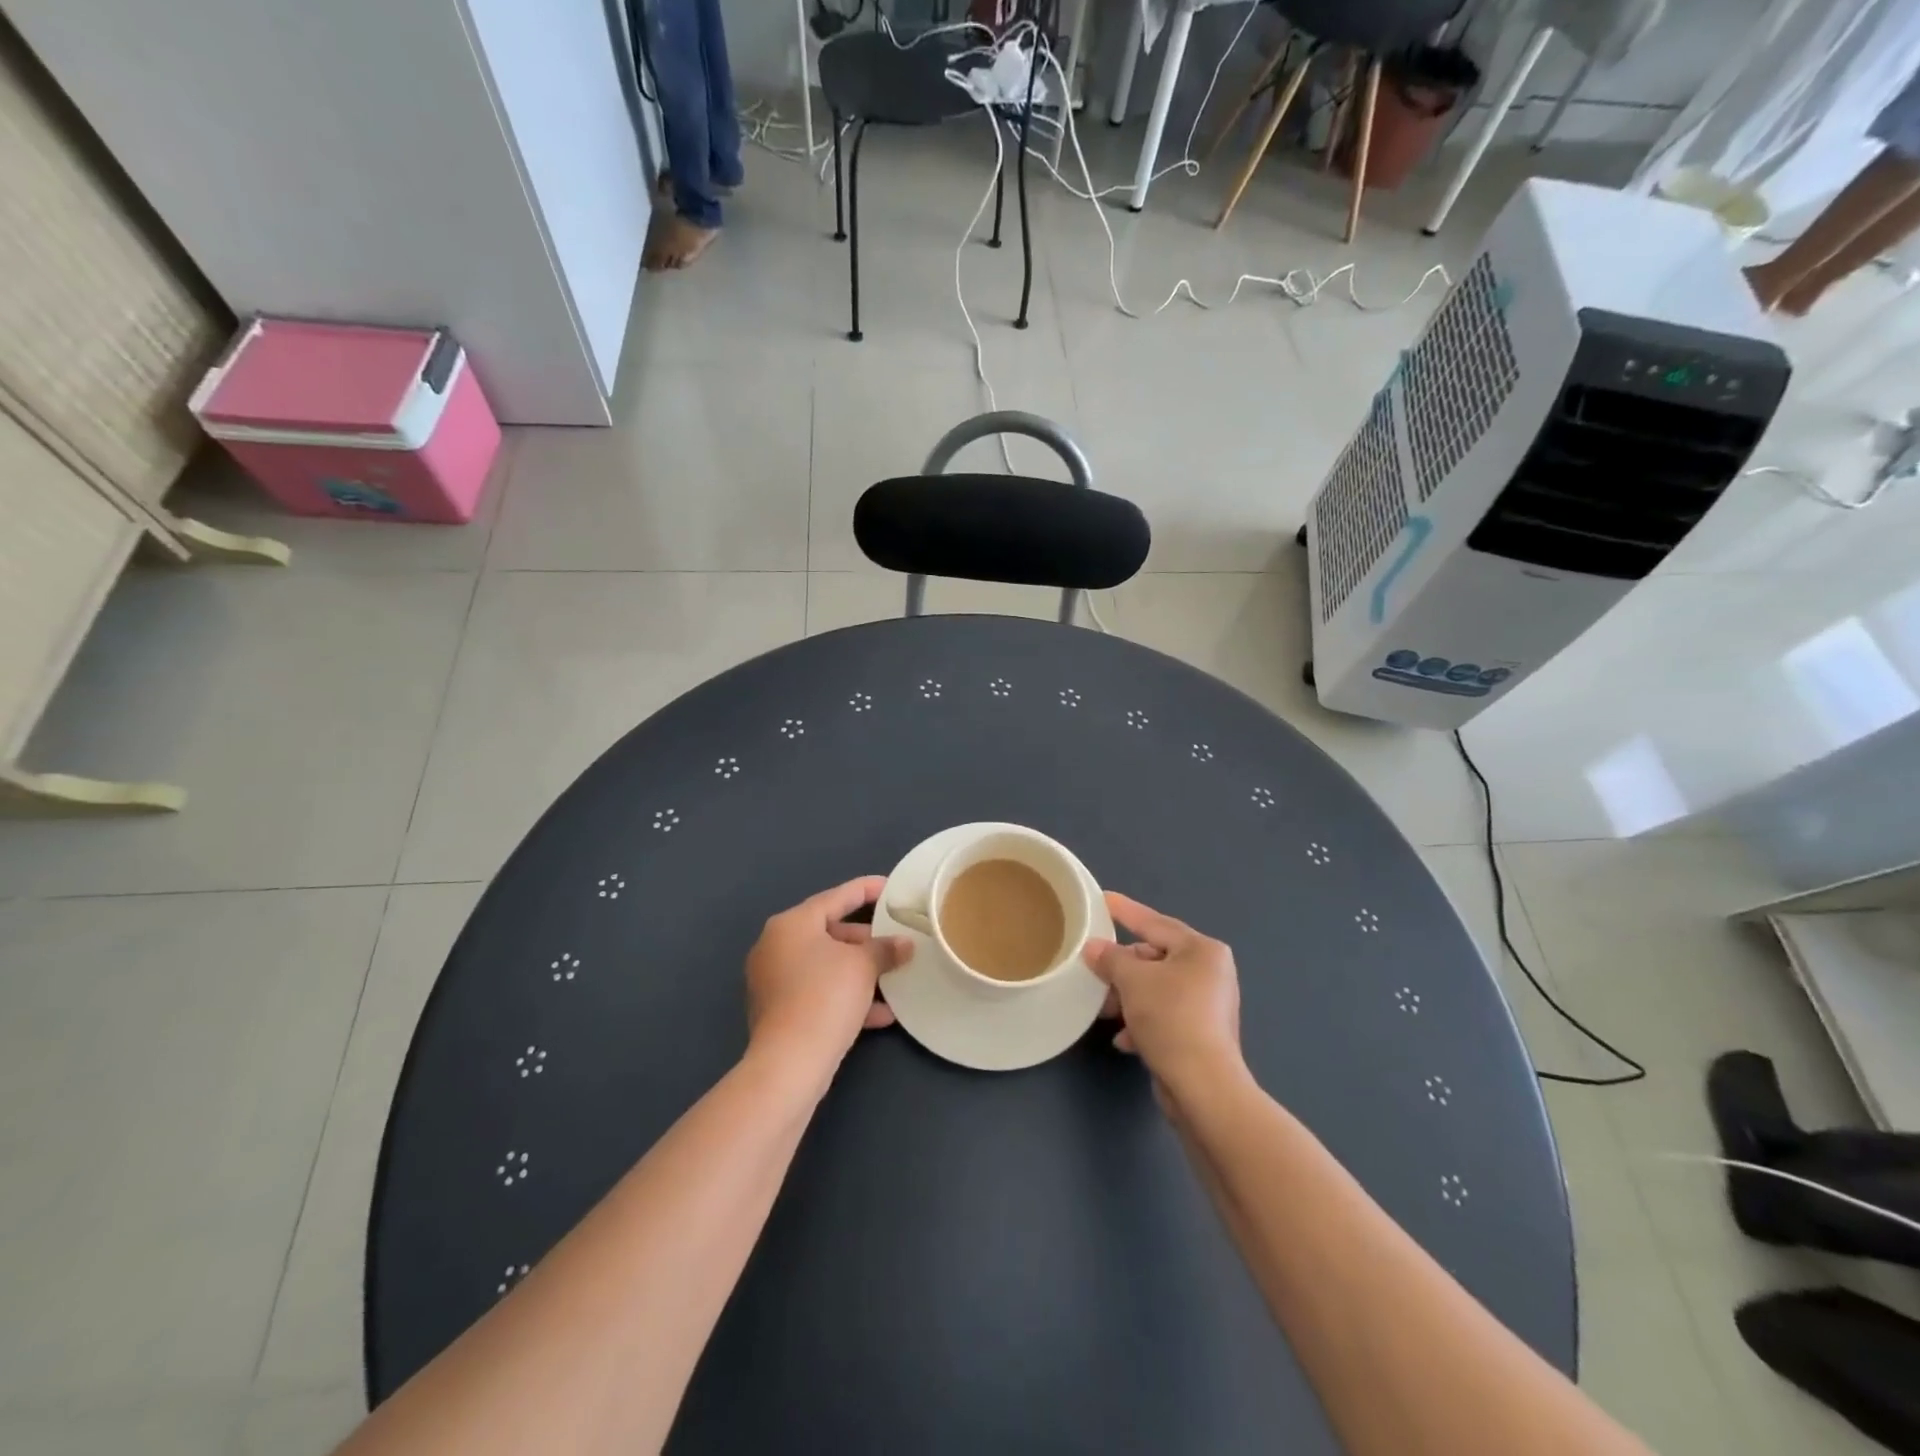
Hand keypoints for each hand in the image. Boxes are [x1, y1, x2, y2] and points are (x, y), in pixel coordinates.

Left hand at [746, 876, 912, 1080]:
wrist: (790, 1064)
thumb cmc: (825, 997)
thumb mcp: (863, 966)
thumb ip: (885, 949)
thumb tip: (904, 944)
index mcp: (792, 924)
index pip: (836, 897)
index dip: (867, 890)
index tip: (891, 887)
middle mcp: (776, 946)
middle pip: (830, 932)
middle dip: (867, 940)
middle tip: (896, 941)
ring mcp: (773, 980)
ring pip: (826, 965)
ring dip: (860, 971)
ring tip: (893, 977)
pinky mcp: (778, 1011)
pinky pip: (818, 992)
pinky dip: (846, 996)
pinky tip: (881, 1014)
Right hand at [1083, 892, 1242, 1097]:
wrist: (1202, 1086)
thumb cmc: (1171, 1018)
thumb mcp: (1133, 980)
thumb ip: (1110, 958)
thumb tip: (1093, 948)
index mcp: (1202, 950)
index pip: (1155, 923)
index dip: (1126, 911)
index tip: (1103, 899)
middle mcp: (1210, 972)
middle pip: (1155, 958)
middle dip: (1122, 968)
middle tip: (1094, 969)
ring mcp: (1208, 1005)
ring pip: (1157, 989)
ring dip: (1128, 997)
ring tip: (1104, 1009)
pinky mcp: (1201, 1034)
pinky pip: (1164, 1016)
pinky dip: (1142, 1021)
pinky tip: (1124, 1038)